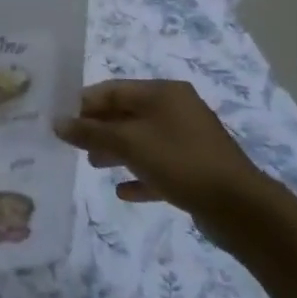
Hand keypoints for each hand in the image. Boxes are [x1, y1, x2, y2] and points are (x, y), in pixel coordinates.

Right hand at [53, 80, 267, 219]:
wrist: (239, 207)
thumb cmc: (180, 161)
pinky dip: (139, 174)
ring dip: (115, 150)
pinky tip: (123, 191)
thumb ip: (90, 132)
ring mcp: (188, 139)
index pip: (113, 89)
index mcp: (163, 93)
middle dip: (98, 128)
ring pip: (142, 139)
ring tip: (92, 164)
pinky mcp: (195, 168)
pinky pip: (159, 166)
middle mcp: (177, 110)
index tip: (61, 122)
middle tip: (73, 145)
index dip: (84, 103)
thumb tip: (57, 122)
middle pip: (127, 113)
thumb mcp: (128, 143)